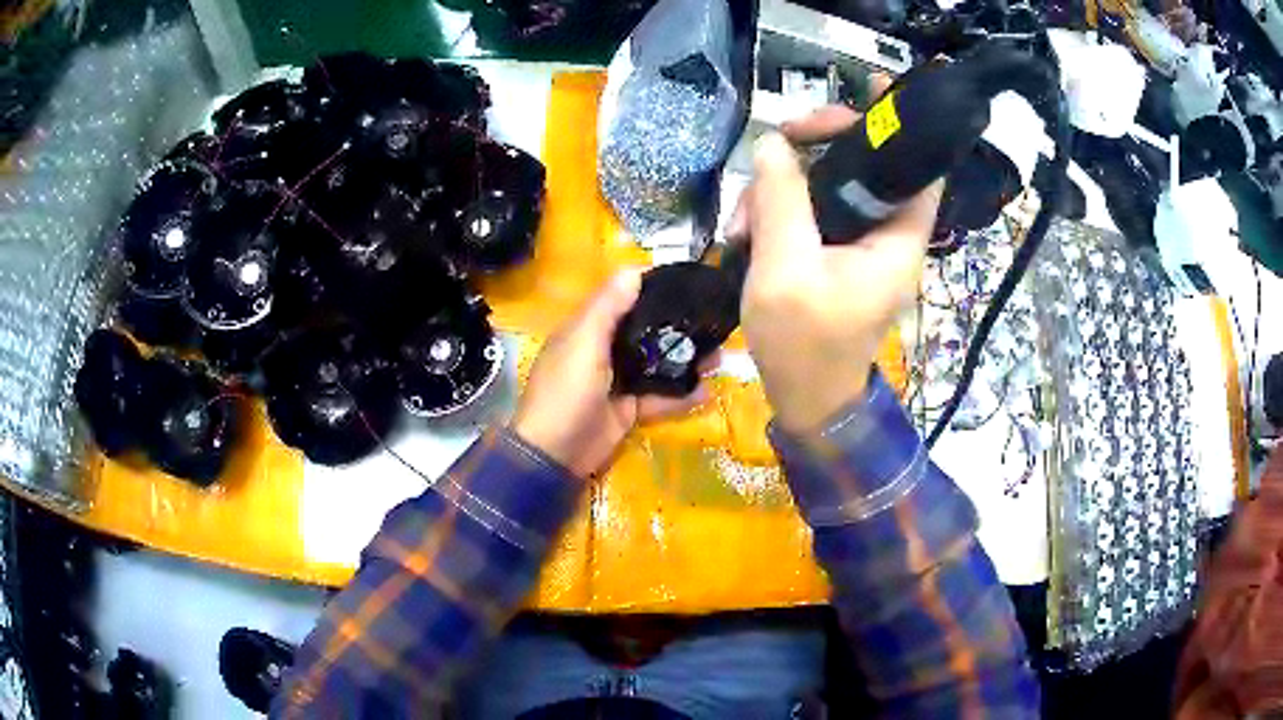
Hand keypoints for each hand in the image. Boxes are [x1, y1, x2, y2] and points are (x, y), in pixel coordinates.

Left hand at [512, 271, 710, 478]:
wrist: (554, 454)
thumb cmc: (565, 392)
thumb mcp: (583, 344)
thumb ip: (607, 308)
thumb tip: (634, 270)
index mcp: (587, 330)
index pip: (622, 300)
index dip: (652, 290)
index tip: (688, 284)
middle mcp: (603, 351)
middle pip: (646, 333)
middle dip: (677, 329)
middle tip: (713, 324)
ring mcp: (617, 383)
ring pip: (656, 365)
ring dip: (685, 361)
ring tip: (718, 358)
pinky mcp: (628, 410)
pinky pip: (659, 399)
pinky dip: (681, 397)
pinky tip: (707, 392)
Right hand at [727, 106, 941, 435]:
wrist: (806, 402)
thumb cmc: (804, 347)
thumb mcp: (784, 272)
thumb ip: (781, 202)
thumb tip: (772, 145)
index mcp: (897, 239)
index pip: (919, 167)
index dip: (899, 124)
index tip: (866, 88)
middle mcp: (888, 235)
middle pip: (865, 165)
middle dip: (819, 146)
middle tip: (777, 140)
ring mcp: (861, 245)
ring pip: (829, 186)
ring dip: (783, 187)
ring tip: (742, 219)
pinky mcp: (837, 254)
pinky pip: (812, 212)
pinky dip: (779, 211)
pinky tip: (746, 230)